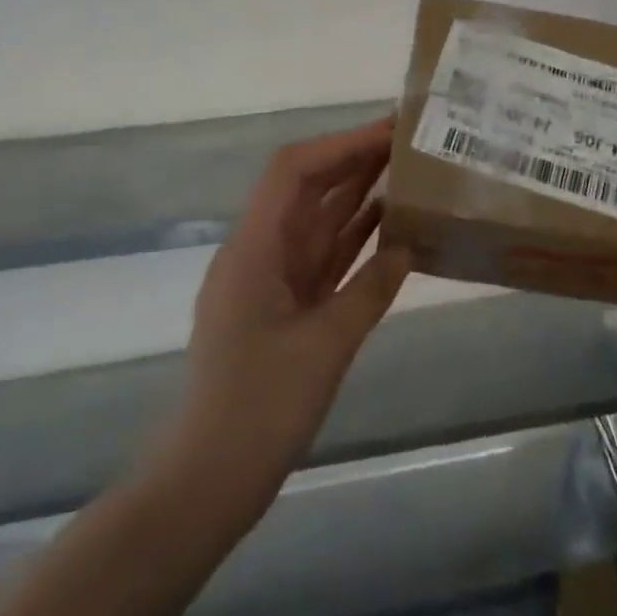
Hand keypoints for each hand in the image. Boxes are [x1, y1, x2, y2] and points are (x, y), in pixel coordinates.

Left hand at [171, 117, 411, 515]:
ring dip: (357, 194)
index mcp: (254, 250)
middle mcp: (260, 253)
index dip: (340, 144)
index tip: (388, 131)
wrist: (208, 484)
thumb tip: (408, 246)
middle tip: (408, 143)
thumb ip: (370, 290)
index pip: (293, 172)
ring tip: (408, 170)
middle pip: (308, 189)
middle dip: (354, 160)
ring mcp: (272, 280)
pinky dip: (355, 238)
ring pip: (319, 221)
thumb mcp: (325, 347)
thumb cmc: (259, 411)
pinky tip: (390, 225)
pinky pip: (324, 257)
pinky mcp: (286, 307)